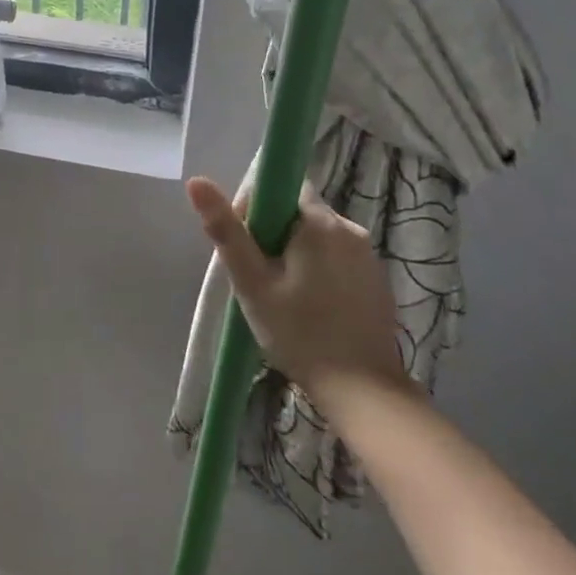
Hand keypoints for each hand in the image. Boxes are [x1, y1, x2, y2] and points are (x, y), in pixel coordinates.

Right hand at [187, 177, 415, 428]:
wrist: (364, 393)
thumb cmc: (300, 334)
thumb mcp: (252, 283)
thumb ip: (226, 230)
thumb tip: (196, 181)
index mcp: (319, 222)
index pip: (283, 187)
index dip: (257, 206)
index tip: (246, 243)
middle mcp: (349, 228)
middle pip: (300, 211)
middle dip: (274, 233)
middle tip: (258, 276)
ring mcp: (369, 255)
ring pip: (319, 236)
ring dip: (297, 252)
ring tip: (283, 295)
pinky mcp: (378, 280)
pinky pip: (339, 257)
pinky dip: (320, 269)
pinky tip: (311, 305)